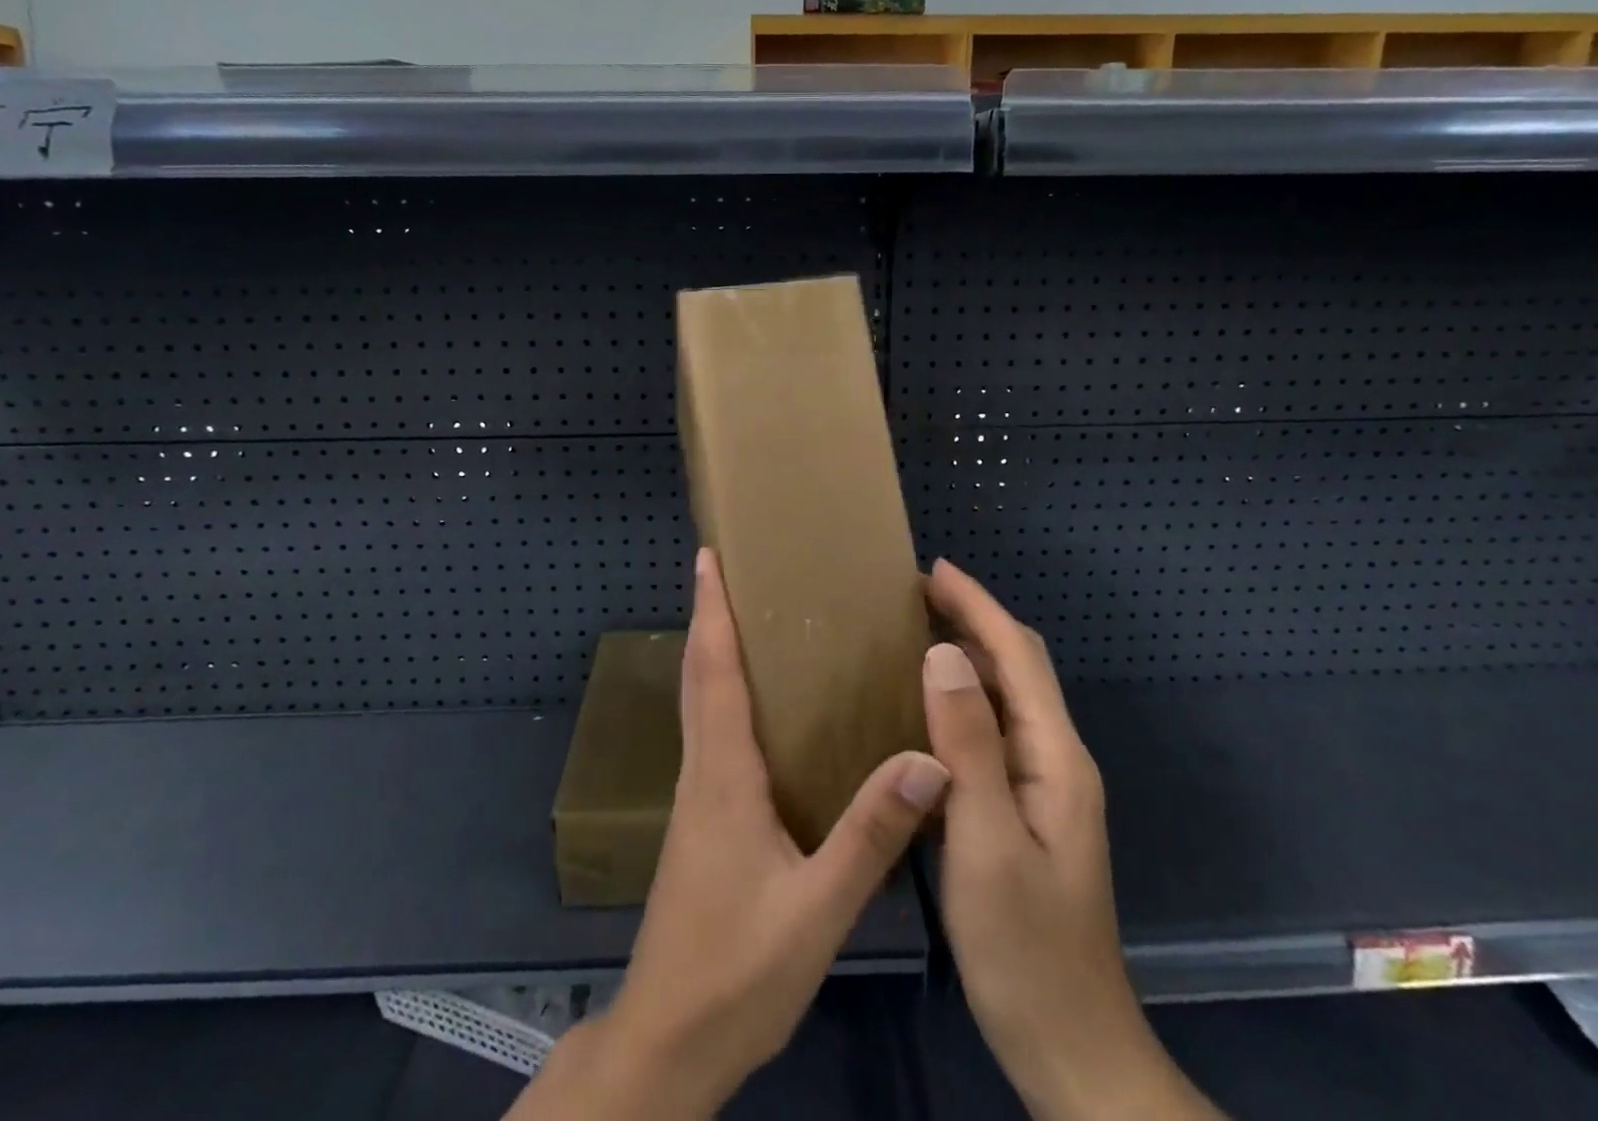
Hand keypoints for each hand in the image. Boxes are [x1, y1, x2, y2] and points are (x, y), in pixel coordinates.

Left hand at [512, 549, 950, 1119]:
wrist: (669, 1041)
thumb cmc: (737, 970)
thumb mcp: (817, 909)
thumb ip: (871, 834)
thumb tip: (928, 758)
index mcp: (724, 775)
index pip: (714, 671)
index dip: (712, 610)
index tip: (709, 557)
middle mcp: (704, 771)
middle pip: (699, 675)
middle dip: (708, 616)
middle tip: (726, 569)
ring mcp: (697, 797)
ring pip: (700, 703)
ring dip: (712, 651)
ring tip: (743, 616)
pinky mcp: (702, 821)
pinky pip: (711, 735)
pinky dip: (722, 694)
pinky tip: (756, 706)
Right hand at [924, 560, 1218, 1120]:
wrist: (1071, 1048)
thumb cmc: (1026, 949)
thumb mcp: (986, 841)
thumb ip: (968, 744)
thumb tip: (943, 653)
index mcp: (1055, 758)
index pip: (1017, 655)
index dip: (978, 605)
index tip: (932, 569)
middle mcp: (1055, 760)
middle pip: (1016, 667)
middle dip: (973, 619)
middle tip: (913, 594)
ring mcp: (1041, 788)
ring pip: (1002, 698)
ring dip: (965, 657)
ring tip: (911, 634)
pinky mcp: (1022, 812)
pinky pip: (988, 734)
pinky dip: (958, 702)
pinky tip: (921, 710)